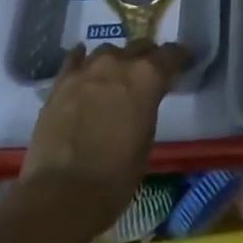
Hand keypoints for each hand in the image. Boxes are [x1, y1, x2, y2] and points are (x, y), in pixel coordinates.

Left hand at [19, 41, 187, 232]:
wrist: (61, 196)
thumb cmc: (114, 178)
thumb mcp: (146, 140)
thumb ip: (147, 107)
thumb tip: (143, 100)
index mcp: (147, 76)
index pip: (171, 53)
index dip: (178, 58)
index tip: (181, 63)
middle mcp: (119, 63)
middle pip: (140, 46)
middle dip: (146, 58)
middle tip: (146, 76)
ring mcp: (87, 70)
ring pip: (107, 51)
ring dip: (115, 62)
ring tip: (112, 79)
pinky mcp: (61, 83)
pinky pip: (75, 60)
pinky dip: (82, 61)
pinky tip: (83, 68)